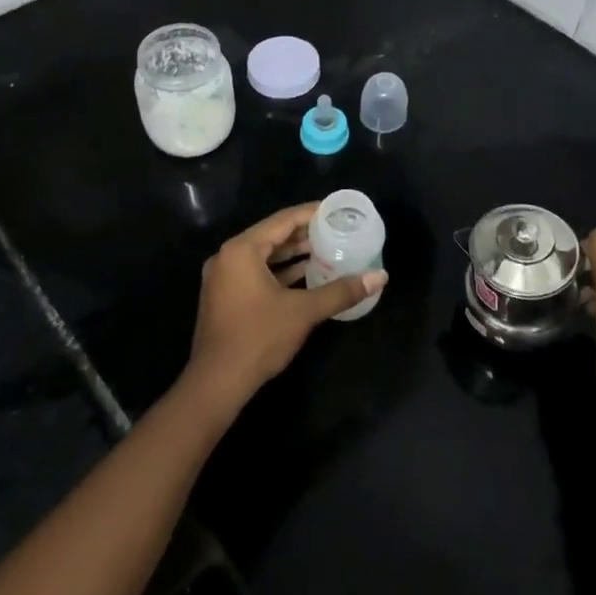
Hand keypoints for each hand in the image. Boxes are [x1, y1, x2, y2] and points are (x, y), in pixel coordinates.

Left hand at [182, 203, 388, 417]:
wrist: (216, 384)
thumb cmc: (258, 338)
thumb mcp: (303, 311)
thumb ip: (341, 291)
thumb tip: (380, 277)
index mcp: (242, 249)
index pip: (283, 220)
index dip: (312, 213)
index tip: (337, 210)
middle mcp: (228, 256)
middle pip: (273, 236)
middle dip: (305, 234)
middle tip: (337, 231)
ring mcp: (224, 278)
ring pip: (264, 256)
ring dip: (294, 254)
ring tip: (328, 250)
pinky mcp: (226, 297)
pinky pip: (257, 273)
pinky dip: (281, 272)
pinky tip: (306, 275)